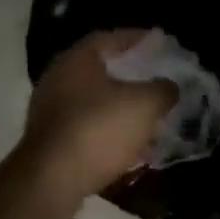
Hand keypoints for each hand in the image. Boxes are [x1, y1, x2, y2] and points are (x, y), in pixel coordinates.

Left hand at [20, 30, 177, 205]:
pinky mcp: (50, 141)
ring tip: (147, 115)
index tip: (160, 44)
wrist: (52, 180)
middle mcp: (57, 78)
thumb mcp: (144, 104)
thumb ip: (162, 90)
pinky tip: (129, 145)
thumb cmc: (99, 129)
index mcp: (77, 59)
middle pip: (99, 70)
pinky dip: (108, 131)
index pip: (110, 38)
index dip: (137, 39)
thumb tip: (169, 86)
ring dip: (119, 107)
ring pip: (93, 101)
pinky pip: (86, 127)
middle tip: (155, 80)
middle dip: (129, 76)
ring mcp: (50, 111)